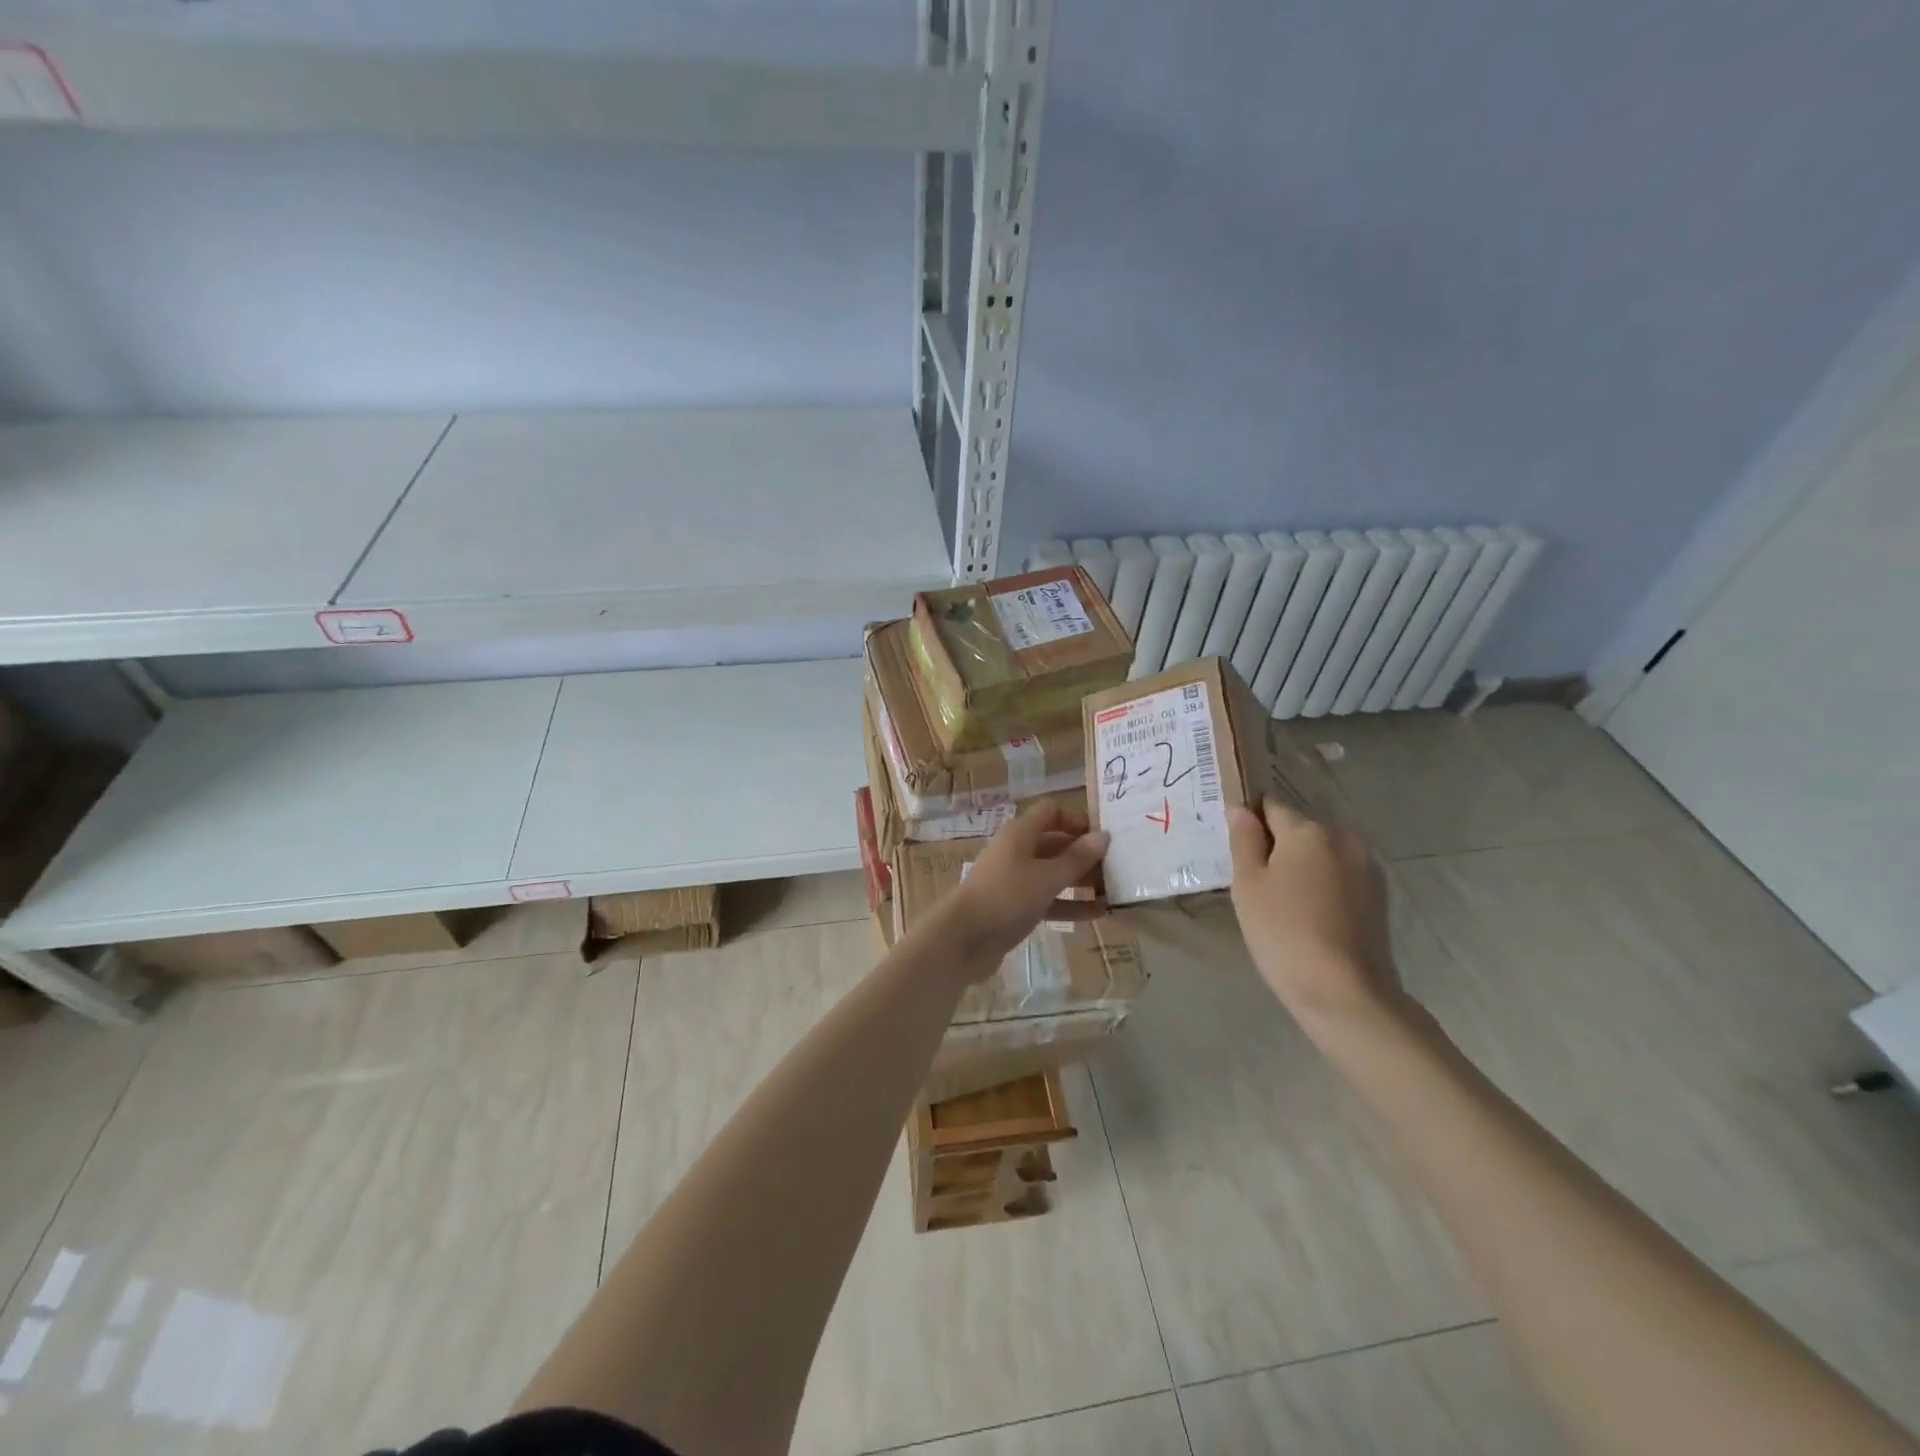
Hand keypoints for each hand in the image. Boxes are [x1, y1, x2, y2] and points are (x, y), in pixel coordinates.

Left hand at [944, 803, 1108, 970]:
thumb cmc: (1007, 897)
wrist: (964, 938)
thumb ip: (1077, 858)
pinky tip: (1098, 914)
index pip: (1051, 812)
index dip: (1077, 819)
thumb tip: (1103, 836)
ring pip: (1053, 873)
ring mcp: (1015, 880)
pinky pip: (1048, 899)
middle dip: (1085, 853)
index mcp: (1020, 833)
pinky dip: (1070, 904)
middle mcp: (1017, 851)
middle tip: (1119, 867)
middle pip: (1056, 843)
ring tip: (1115, 891)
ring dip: (1081, 880)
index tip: (1105, 836)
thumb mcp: (1047, 876)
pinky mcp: (1015, 907)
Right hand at [1227, 797, 1399, 1021]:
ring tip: (1285, 905)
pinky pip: (1340, 874)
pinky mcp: (1379, 895)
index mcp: (1308, 830)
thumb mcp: (1248, 885)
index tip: (1239, 854)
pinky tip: (1311, 916)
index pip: (1271, 806)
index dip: (1251, 824)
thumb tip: (1241, 808)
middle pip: (1299, 828)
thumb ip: (1244, 840)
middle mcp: (1343, 837)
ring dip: (1302, 866)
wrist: (1346, 993)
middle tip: (1258, 886)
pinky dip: (1323, 885)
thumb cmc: (1283, 933)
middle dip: (1278, 846)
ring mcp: (1367, 866)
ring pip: (1321, 852)